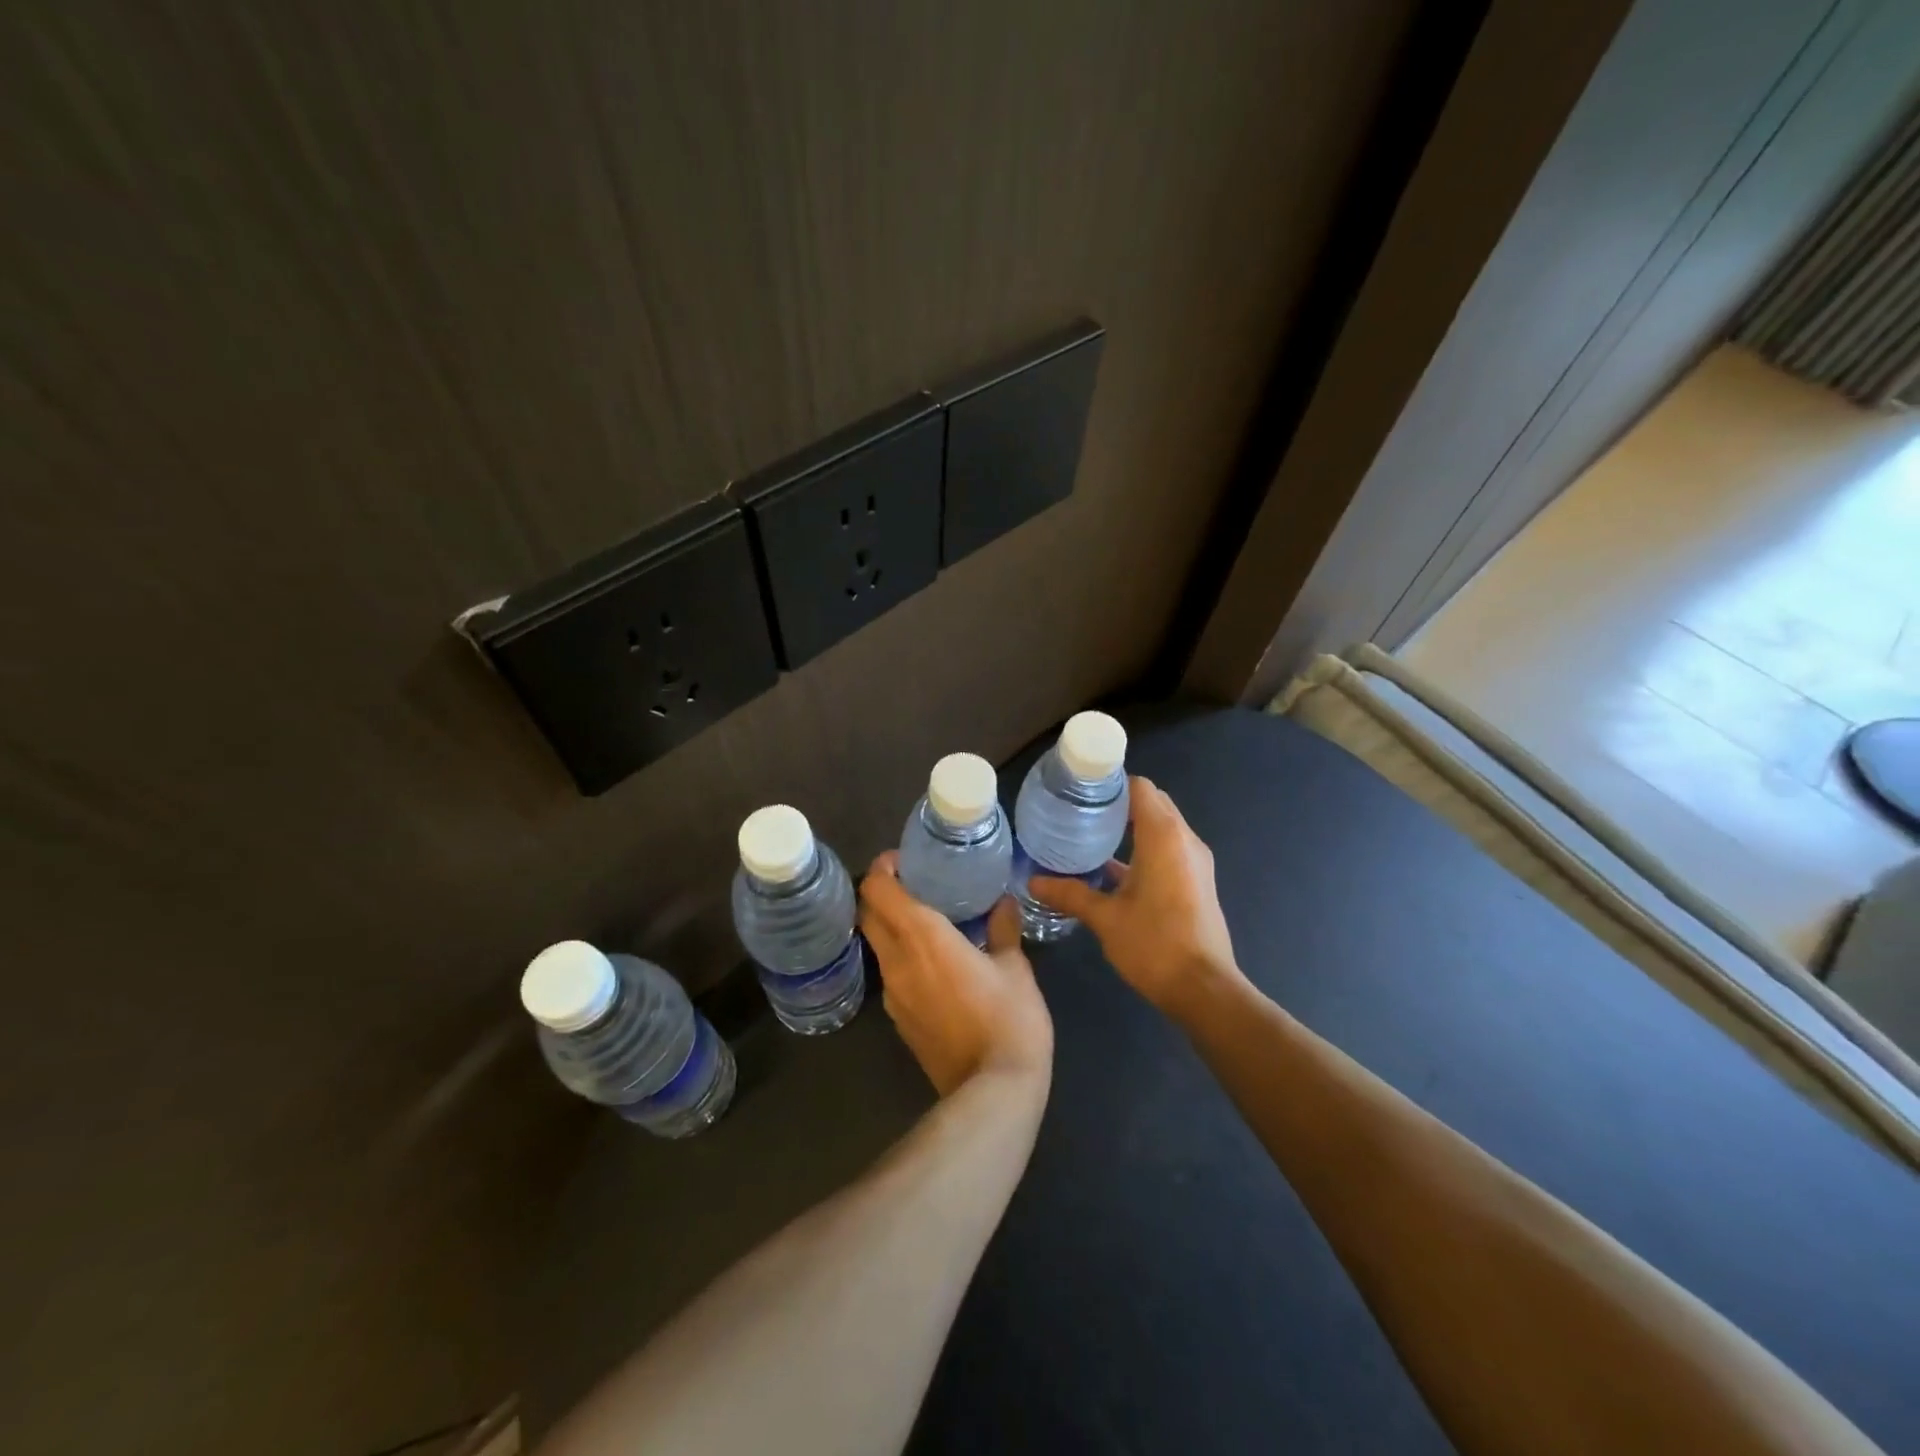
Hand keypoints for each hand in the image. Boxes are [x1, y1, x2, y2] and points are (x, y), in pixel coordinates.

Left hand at [859, 853, 1053, 1096]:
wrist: (992, 1092)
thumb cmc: (1009, 1019)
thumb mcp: (1015, 968)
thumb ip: (1003, 929)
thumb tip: (1003, 903)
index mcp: (922, 936)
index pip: (877, 890)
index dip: (881, 868)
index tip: (901, 860)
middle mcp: (897, 960)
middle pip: (867, 915)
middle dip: (880, 894)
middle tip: (912, 884)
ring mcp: (893, 994)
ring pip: (877, 946)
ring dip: (889, 927)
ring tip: (924, 921)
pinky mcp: (898, 1021)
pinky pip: (890, 975)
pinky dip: (901, 957)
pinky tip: (932, 963)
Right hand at [1029, 775, 1242, 1018]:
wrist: (1204, 990)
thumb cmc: (1154, 944)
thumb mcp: (1105, 918)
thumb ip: (1070, 894)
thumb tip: (1033, 881)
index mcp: (1164, 836)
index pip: (1140, 787)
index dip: (1112, 783)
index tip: (1080, 789)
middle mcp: (1184, 840)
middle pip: (1152, 803)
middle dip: (1119, 803)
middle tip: (1079, 810)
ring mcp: (1195, 861)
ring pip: (1162, 827)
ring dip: (1131, 826)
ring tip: (1090, 834)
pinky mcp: (1197, 881)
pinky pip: (1168, 849)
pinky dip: (1144, 848)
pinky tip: (1111, 868)